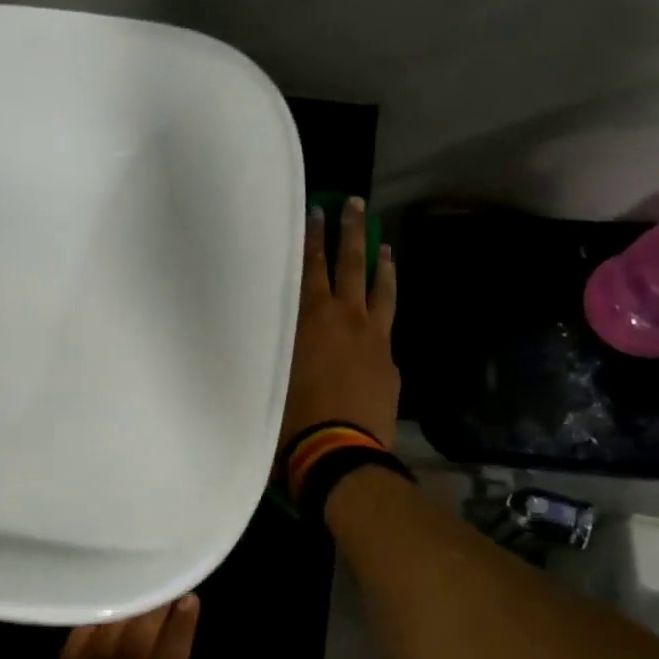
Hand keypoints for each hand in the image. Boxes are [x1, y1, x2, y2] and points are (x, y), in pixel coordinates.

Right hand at [281, 197, 399, 448]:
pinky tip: (385, 310)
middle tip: (354, 205)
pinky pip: (389, 325)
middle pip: (351, 265)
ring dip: (380, 264)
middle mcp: (346, 318)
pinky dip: (387, 308)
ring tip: (384, 245)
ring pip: (381, 291)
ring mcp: (374, 339)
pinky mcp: (389, 362)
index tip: (317, 212)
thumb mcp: (272, 372)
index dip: (313, 238)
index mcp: (311, 317)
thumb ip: (275, 345)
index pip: (311, 266)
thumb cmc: (291, 415)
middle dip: (351, 232)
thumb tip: (268, 335)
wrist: (339, 453)